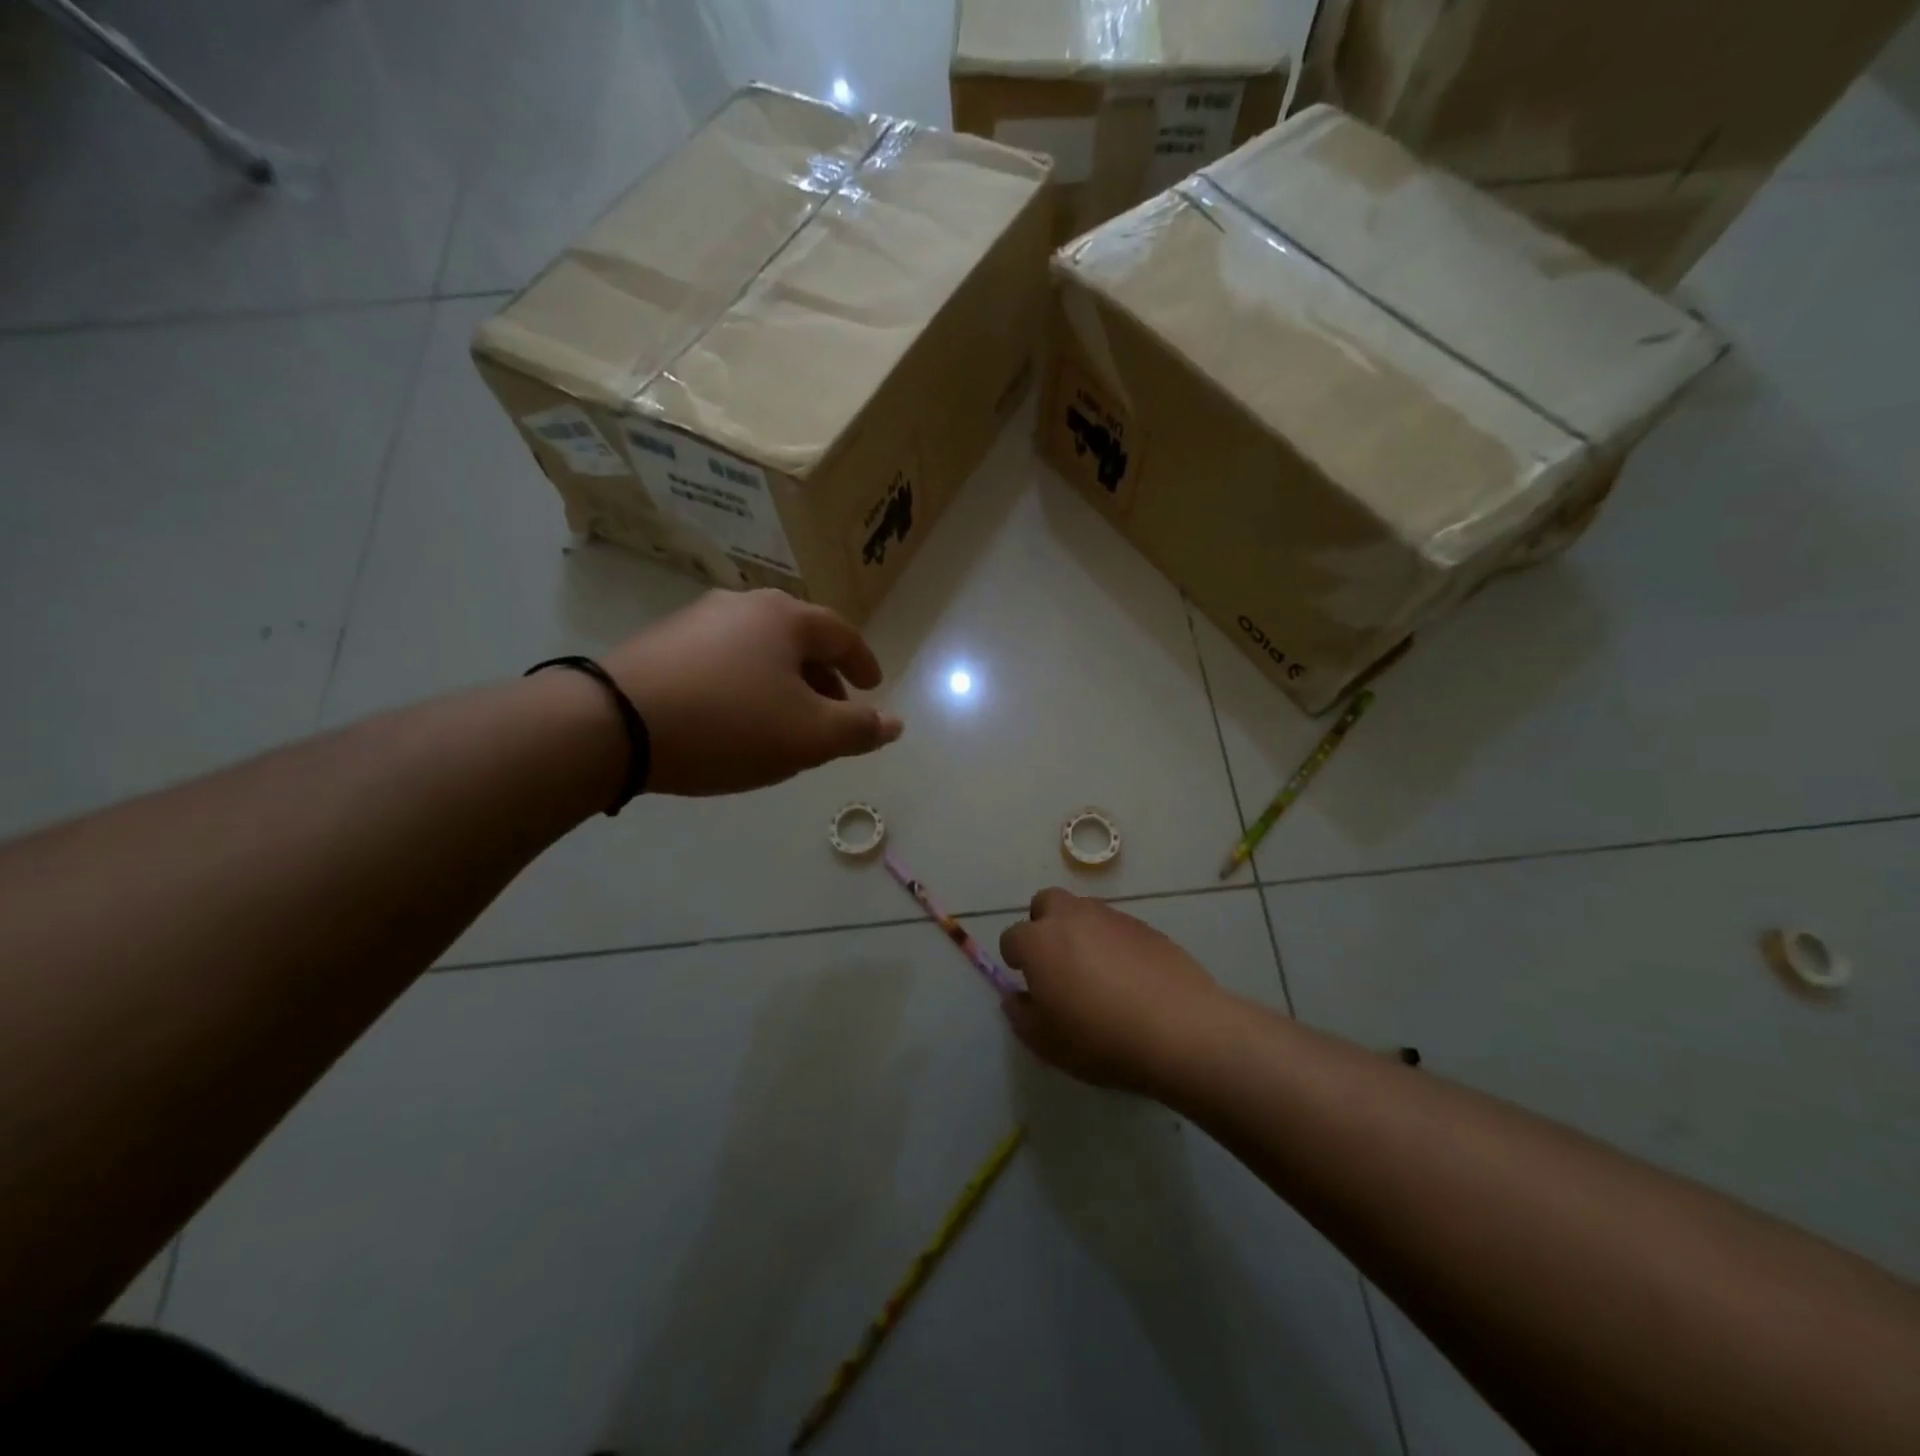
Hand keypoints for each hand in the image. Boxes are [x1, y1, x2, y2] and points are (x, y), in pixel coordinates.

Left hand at [601, 589, 902, 795]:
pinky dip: (745, 685)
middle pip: (799, 639)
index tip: (874, 688)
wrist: (612, 725)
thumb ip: (858, 730)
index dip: (864, 663)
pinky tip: (735, 719)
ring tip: (784, 722)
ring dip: (783, 684)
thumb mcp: (808, 736)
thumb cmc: (728, 725)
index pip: (842, 634)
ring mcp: (696, 620)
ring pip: (760, 651)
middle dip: (823, 678)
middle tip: (832, 714)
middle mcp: (743, 605)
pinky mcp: (661, 643)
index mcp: (785, 617)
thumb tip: (894, 723)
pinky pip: (723, 661)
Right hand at [999, 889, 1224, 1093]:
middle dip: (1043, 925)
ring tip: (1095, 971)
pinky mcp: (1145, 926)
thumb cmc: (1102, 1040)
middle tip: (1056, 963)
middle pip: (1046, 903)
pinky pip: (1116, 926)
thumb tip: (1016, 997)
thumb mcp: (1048, 1043)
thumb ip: (1022, 1016)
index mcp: (1040, 942)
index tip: (1027, 982)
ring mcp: (1111, 917)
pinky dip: (1112, 942)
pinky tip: (1128, 976)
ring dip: (1079, 931)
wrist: (1180, 1030)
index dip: (1015, 959)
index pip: (1012, 937)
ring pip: (1083, 910)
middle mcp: (1072, 917)